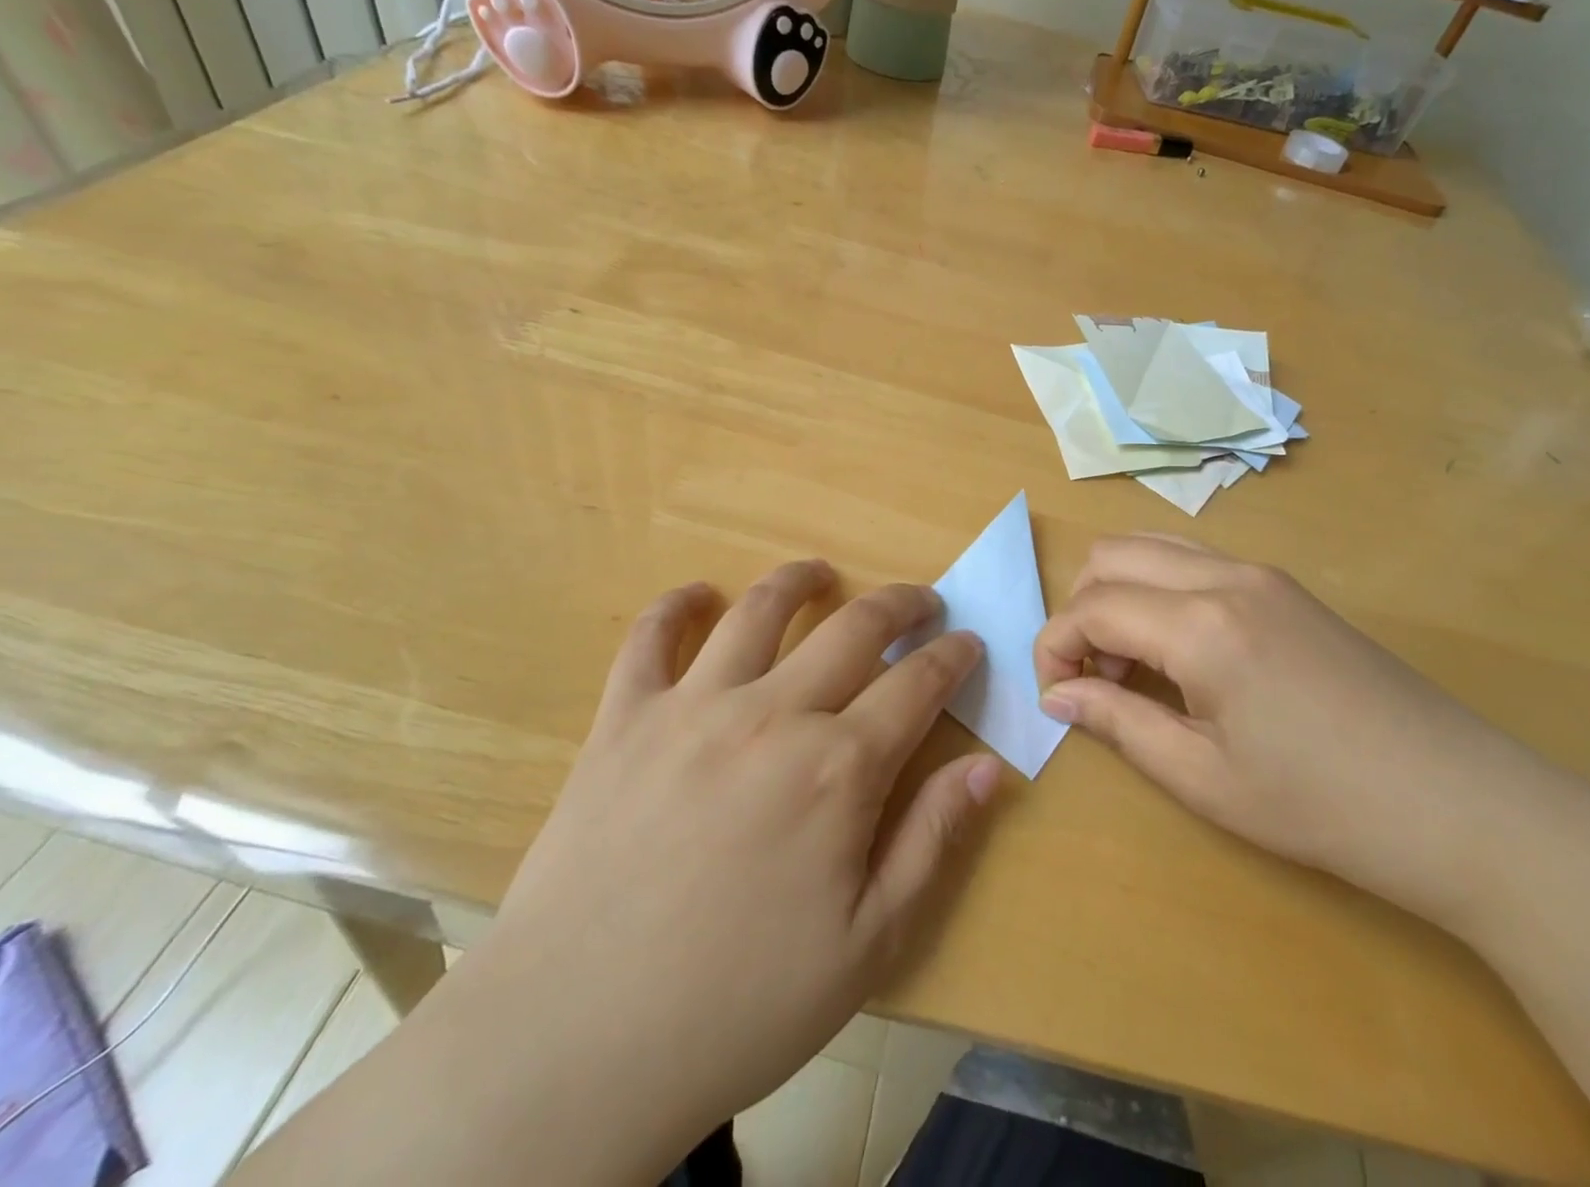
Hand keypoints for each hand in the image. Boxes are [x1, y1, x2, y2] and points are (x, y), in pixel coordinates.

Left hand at [460, 561, 999, 1173]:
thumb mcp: (867, 943)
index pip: (917, 684)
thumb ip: (932, 841)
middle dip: (901, 605)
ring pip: (759, 611)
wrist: (575, 1042)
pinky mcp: (624, 719)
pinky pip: (651, 639)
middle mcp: (773, 714)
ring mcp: (693, 708)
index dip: (953, 657)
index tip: (971, 643)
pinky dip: (676, 605)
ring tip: (822, 573)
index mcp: (838, 768)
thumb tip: (988, 767)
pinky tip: (698, 594)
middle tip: (922, 603)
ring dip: (800, 581)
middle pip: (854, 628)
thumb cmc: (738, 1004)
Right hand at [1034, 535, 1543, 922]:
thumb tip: (1056, 696)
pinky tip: (1180, 653)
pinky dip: (1160, 590)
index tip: (1053, 695)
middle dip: (1081, 610)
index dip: (1054, 646)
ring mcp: (1262, 574)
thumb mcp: (1204, 778)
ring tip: (1132, 666)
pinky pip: (1195, 561)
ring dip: (1120, 594)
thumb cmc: (1323, 806)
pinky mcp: (1287, 587)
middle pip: (1113, 555)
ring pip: (1154, 547)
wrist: (1464, 806)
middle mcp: (1226, 576)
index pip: (1092, 607)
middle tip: (1092, 679)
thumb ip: (1117, 723)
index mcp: (1202, 624)